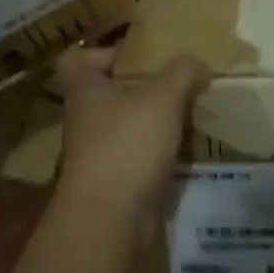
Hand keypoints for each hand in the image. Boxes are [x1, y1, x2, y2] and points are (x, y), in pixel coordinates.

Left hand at [52, 47, 207, 224]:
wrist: (108, 222)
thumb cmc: (126, 146)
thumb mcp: (162, 98)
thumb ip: (182, 73)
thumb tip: (197, 64)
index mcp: (84, 89)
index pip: (75, 58)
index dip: (100, 50)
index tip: (134, 53)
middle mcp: (84, 118)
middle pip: (106, 90)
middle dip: (140, 84)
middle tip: (175, 79)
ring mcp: (96, 152)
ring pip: (124, 123)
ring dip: (152, 117)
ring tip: (189, 110)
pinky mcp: (113, 181)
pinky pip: (136, 153)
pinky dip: (157, 149)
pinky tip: (186, 145)